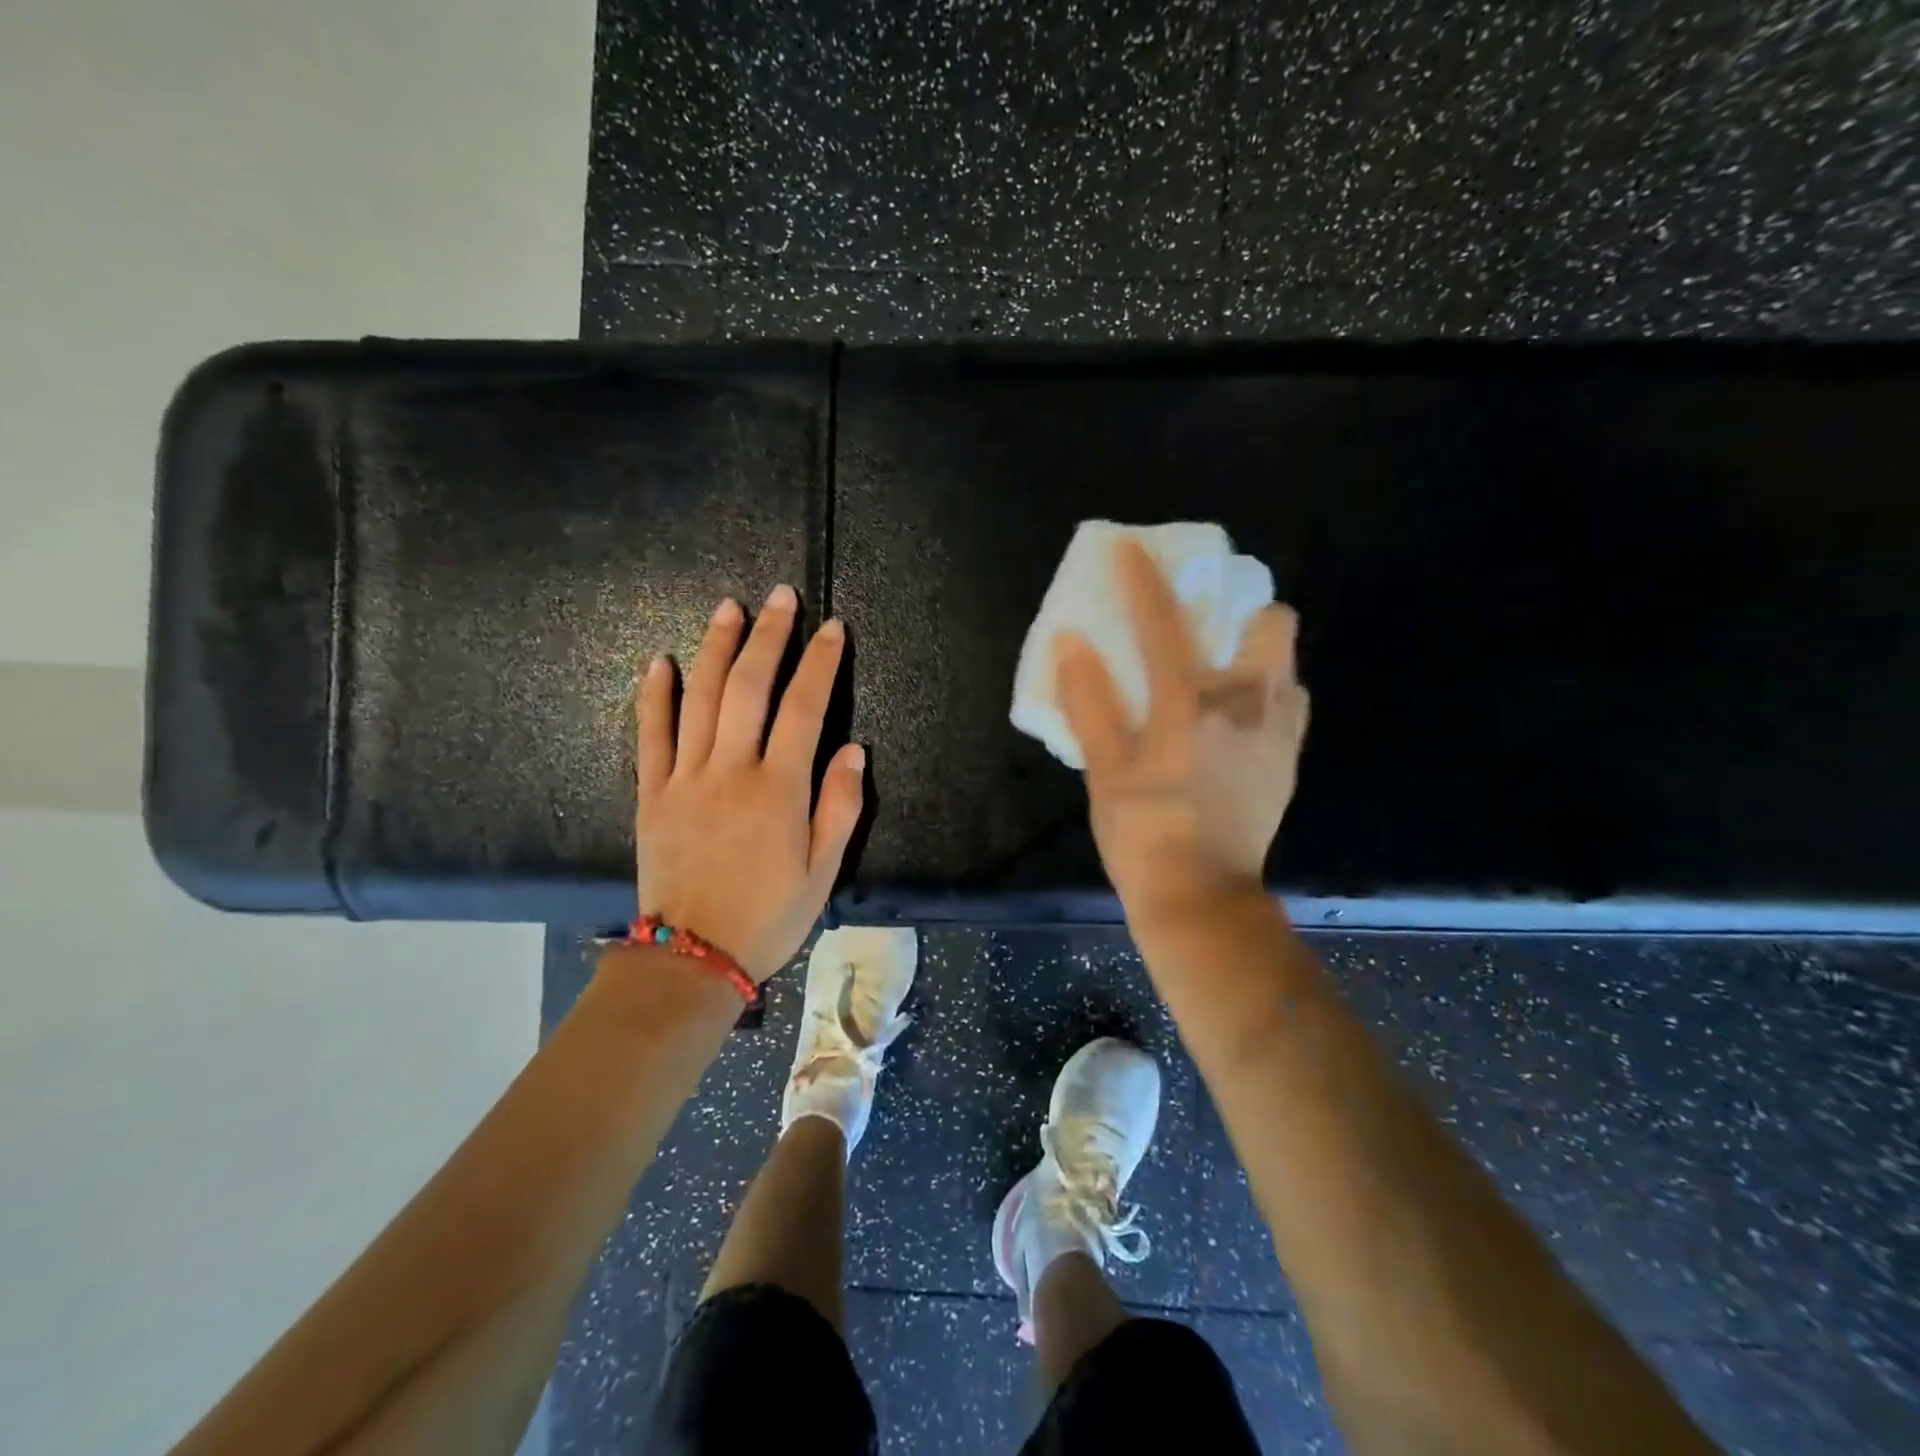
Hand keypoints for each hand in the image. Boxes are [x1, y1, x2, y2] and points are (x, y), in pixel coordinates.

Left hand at [635, 584, 864, 980]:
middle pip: (749, 687)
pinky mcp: (651, 793)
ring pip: (699, 698)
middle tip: (781, 598)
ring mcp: (685, 778)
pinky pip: (649, 734)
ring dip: (715, 648)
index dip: (820, 663)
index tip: (832, 629)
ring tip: (729, 608)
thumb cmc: (768, 916)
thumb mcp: (823, 871)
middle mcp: (731, 771)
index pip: (805, 709)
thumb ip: (840, 807)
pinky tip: (659, 661)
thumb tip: (853, 749)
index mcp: (779, 790)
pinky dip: (653, 695)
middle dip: (769, 637)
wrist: (691, 958)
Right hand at [1054, 540, 1308, 931]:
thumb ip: (1088, 701)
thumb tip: (1071, 643)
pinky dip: (1267, 692)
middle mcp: (1247, 703)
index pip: (1164, 622)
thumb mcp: (1104, 770)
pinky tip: (1235, 719)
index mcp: (1191, 702)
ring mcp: (1278, 731)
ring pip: (1286, 661)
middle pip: (1271, 621)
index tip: (1130, 548)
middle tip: (1205, 625)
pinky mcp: (1289, 759)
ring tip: (1220, 671)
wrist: (1201, 898)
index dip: (1142, 578)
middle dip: (1241, 609)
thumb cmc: (1142, 833)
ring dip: (1256, 650)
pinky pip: (1290, 703)